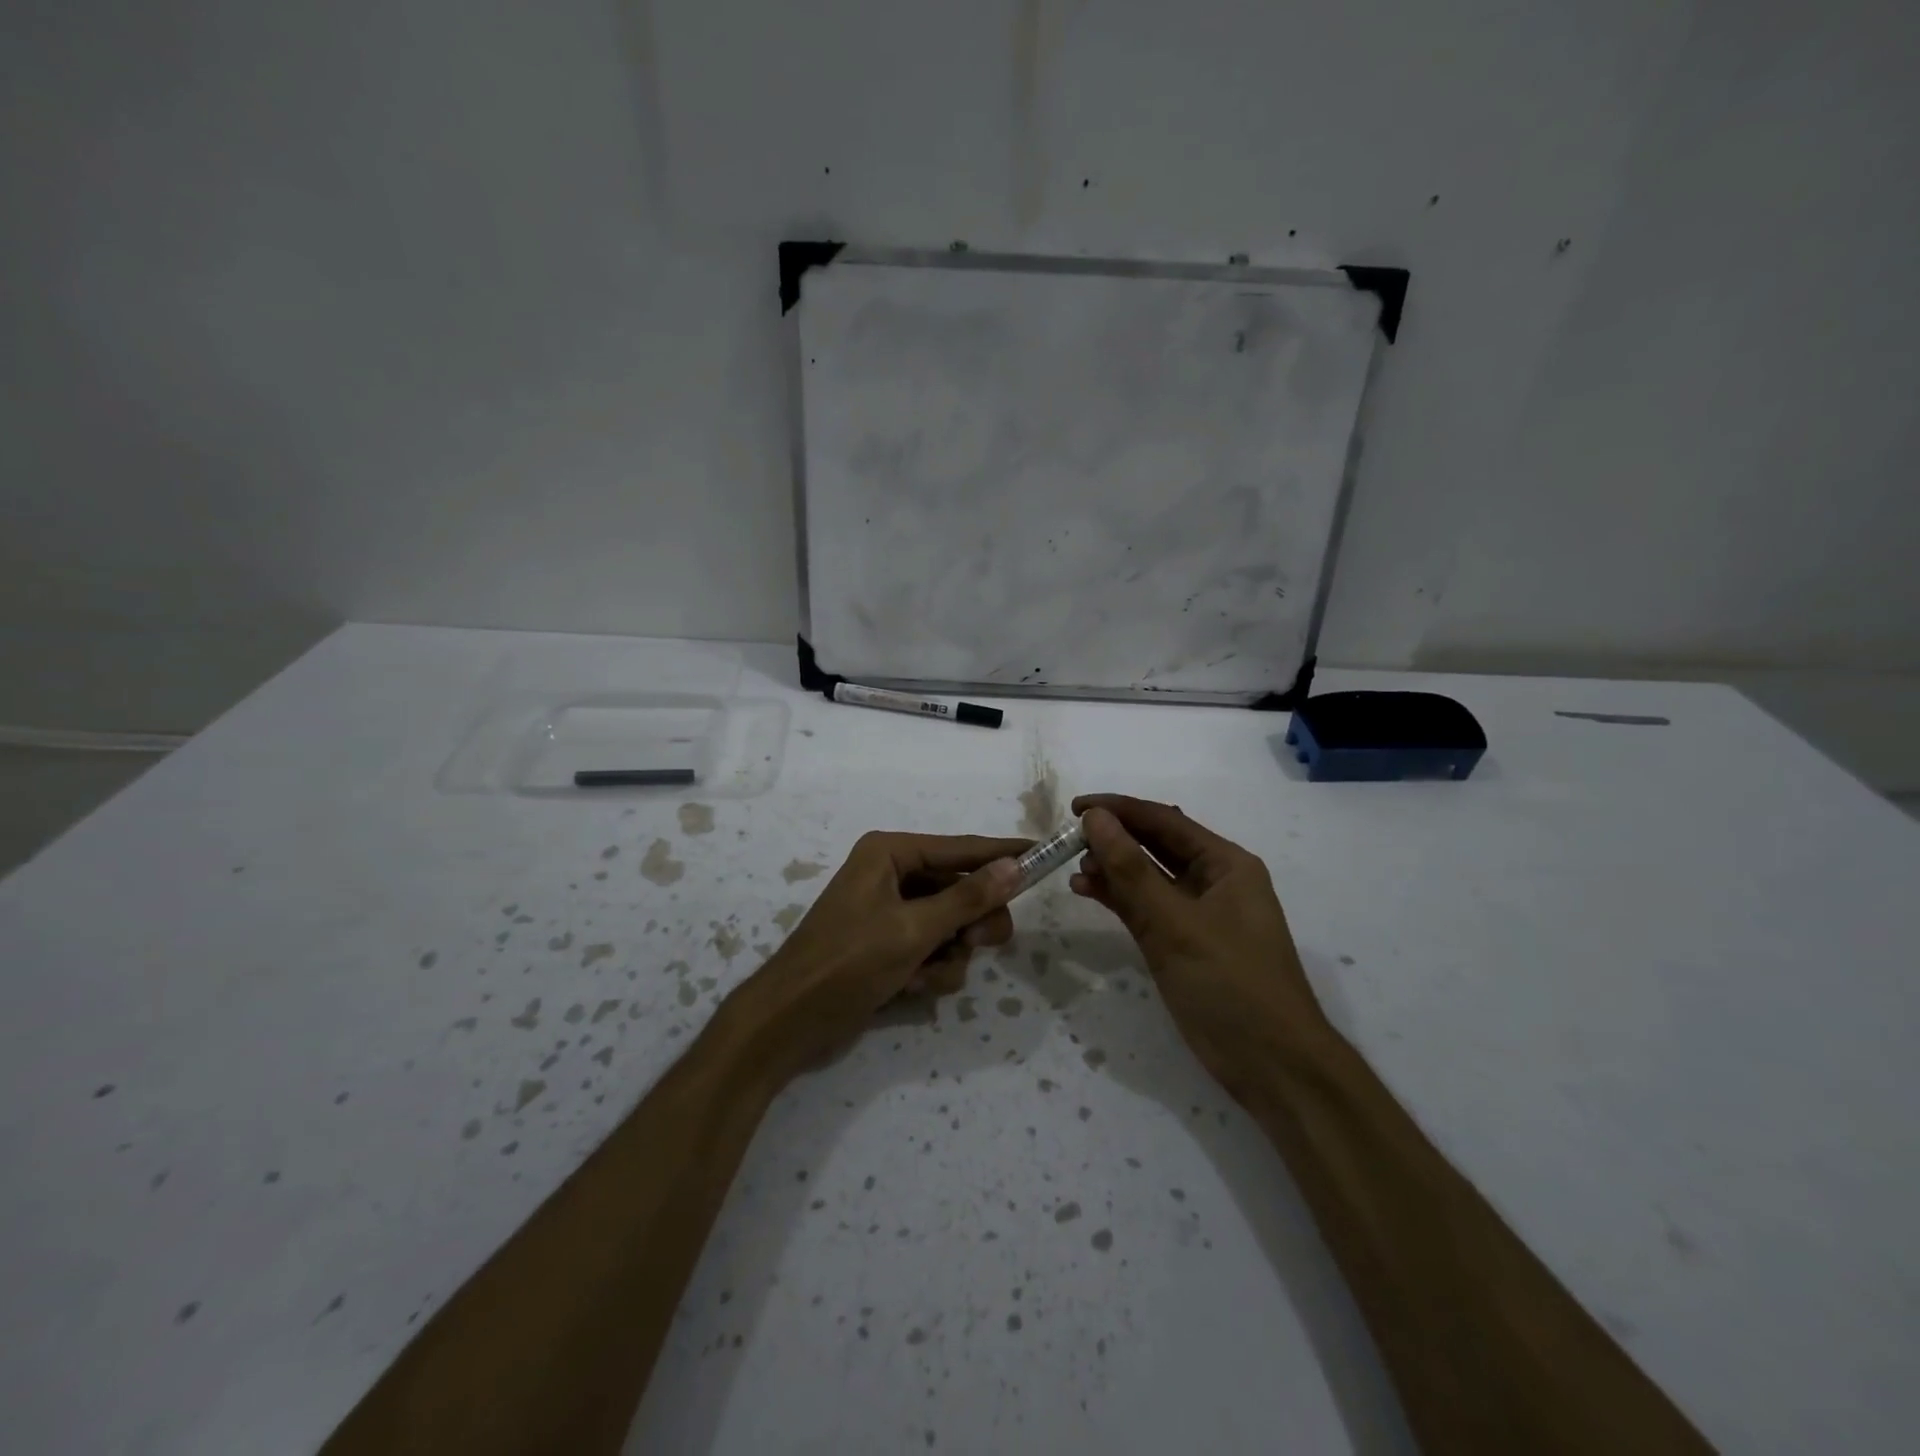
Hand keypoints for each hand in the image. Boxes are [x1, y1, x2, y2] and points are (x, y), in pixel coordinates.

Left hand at [733, 832, 1026, 1080]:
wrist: (790, 1022)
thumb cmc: (848, 963)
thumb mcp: (913, 929)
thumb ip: (968, 898)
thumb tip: (1015, 866)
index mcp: (891, 854)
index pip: (962, 848)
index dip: (1004, 853)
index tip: (1044, 853)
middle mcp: (892, 875)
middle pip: (962, 889)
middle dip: (971, 922)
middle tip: (977, 943)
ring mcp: (892, 913)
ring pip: (953, 925)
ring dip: (949, 954)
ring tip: (925, 974)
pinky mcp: (890, 946)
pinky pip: (934, 949)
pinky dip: (932, 970)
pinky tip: (911, 988)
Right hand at [1069, 794, 1330, 1089]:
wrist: (1272, 1066)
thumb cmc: (1231, 984)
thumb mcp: (1176, 923)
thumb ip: (1132, 870)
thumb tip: (1095, 818)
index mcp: (1226, 864)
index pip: (1165, 820)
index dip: (1119, 809)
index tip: (1075, 805)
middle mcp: (1212, 880)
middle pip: (1155, 845)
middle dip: (1113, 837)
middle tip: (1067, 836)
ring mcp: (1196, 914)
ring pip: (1146, 877)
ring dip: (1112, 868)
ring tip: (1072, 865)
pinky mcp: (1182, 943)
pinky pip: (1144, 908)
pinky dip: (1117, 898)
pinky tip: (1086, 890)